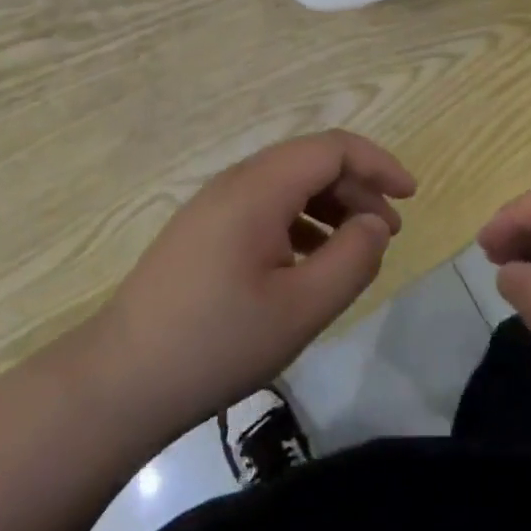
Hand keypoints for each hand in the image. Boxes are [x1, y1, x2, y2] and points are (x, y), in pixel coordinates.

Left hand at [81, 131, 414, 445]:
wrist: (119, 382)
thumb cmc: (217, 343)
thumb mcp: (301, 308)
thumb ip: (352, 259)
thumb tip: (375, 224)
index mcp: (259, 188)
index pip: (332, 148)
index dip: (378, 163)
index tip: (411, 195)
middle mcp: (235, 182)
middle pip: (310, 161)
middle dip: (358, 187)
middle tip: (388, 231)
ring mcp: (213, 205)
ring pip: (287, 184)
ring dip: (330, 205)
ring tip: (356, 247)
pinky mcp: (202, 230)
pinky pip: (264, 207)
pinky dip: (300, 221)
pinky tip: (310, 261)